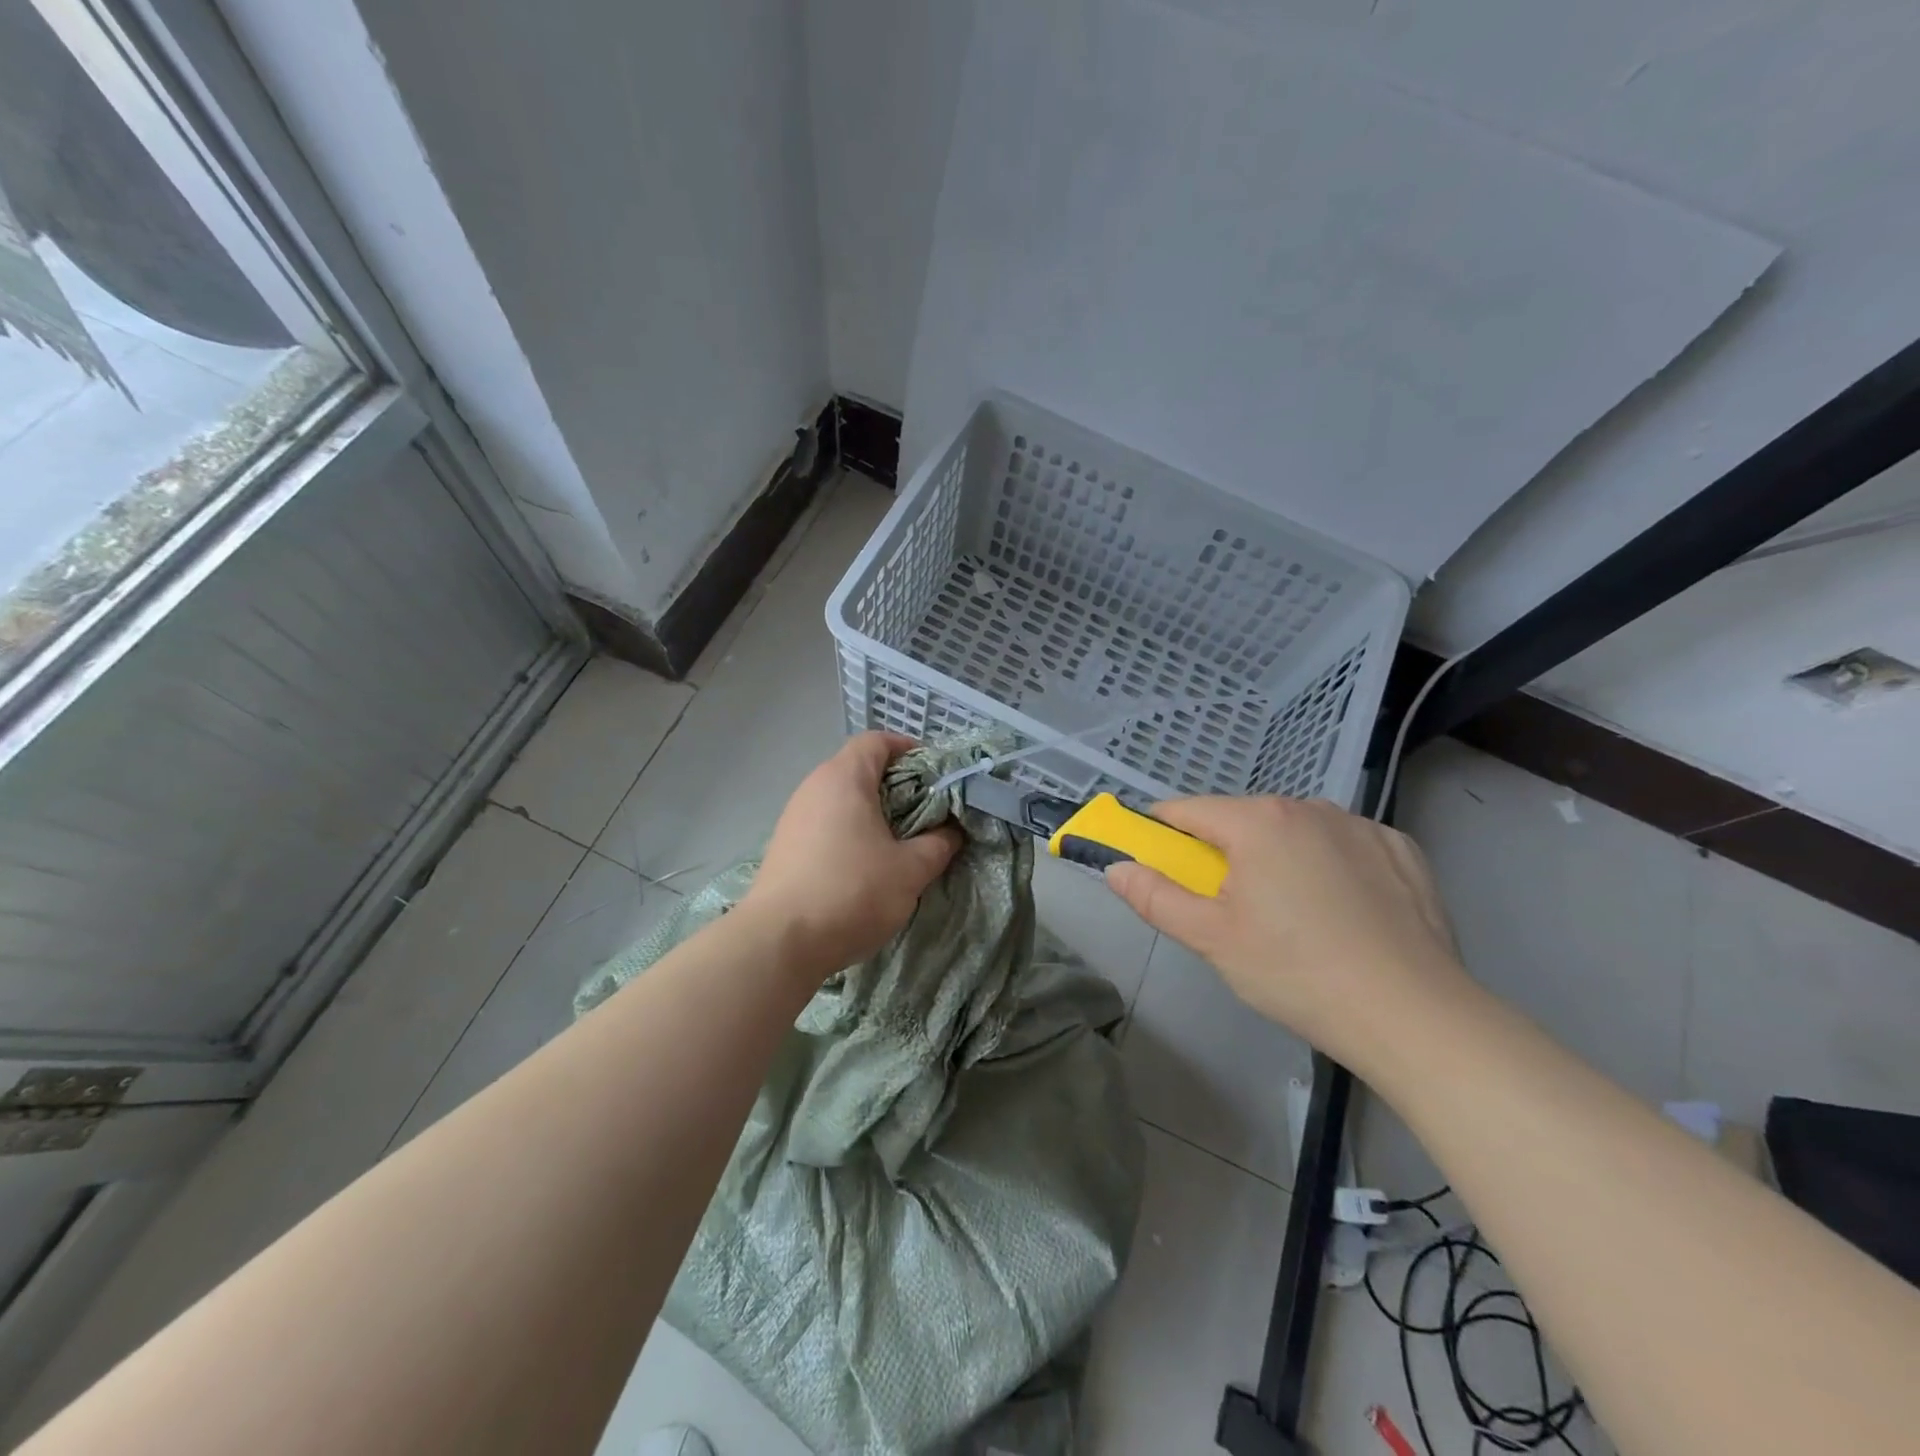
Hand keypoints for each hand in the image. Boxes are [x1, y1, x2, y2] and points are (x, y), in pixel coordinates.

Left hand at [742, 732, 962, 977]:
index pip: (876, 741)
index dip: (908, 749)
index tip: (934, 774)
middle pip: (859, 769)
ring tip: (900, 841)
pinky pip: (826, 823)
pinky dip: (850, 832)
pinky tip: (866, 865)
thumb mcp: (910, 870)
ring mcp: (794, 817)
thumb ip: (938, 844)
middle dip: (896, 785)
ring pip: (842, 799)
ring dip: (873, 812)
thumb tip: (951, 831)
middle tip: (927, 812)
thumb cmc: (852, 892)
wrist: (779, 942)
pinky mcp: (785, 846)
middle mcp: (814, 787)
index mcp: (844, 778)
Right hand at [1104, 796, 1472, 1070]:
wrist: (1414, 1016)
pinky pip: (1344, 846)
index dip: (1162, 835)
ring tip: (1295, 920)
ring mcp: (1361, 824)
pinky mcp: (1402, 849)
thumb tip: (1115, 867)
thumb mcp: (1211, 939)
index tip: (1162, 869)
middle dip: (1226, 855)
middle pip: (1242, 821)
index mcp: (1257, 821)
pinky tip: (1345, 913)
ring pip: (1295, 832)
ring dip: (1279, 858)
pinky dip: (1331, 866)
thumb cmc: (1296, 973)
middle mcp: (1309, 806)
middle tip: (1233, 913)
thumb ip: (1155, 897)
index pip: (1186, 811)